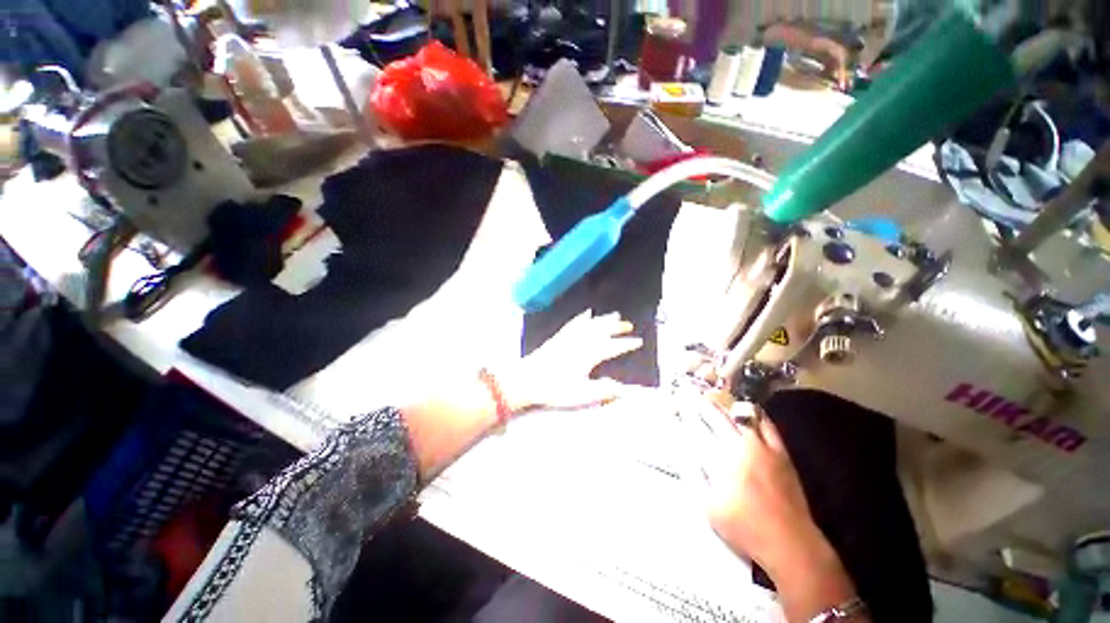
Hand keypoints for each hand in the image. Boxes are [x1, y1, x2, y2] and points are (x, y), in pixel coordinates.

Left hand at [502, 310, 642, 411]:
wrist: (528, 379)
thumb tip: (624, 390)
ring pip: (591, 324)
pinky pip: (574, 323)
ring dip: (604, 319)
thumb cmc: (555, 388)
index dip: (626, 344)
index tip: (638, 341)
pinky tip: (586, 313)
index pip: (612, 347)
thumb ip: (604, 390)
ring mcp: (570, 337)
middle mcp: (581, 342)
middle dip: (617, 327)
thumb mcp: (581, 394)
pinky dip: (583, 317)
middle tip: (629, 324)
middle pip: (603, 331)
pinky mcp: (560, 337)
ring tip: (614, 315)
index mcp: (589, 355)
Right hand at [680, 396, 823, 574]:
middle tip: (688, 392)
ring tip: (711, 397)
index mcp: (720, 460)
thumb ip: (692, 476)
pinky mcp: (781, 453)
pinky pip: (767, 425)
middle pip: (716, 418)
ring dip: (723, 406)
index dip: (685, 414)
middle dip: (700, 404)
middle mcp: (740, 447)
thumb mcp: (708, 507)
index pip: (697, 429)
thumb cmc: (744, 527)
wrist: (789, 541)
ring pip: (739, 418)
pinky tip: (747, 407)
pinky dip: (755, 414)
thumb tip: (680, 451)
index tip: (676, 402)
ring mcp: (763, 447)